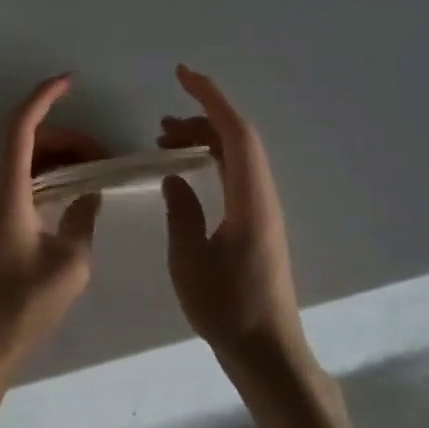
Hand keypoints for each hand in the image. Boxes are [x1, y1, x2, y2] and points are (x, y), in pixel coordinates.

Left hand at [0, 76, 101, 373]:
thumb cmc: (23, 304)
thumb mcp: (70, 263)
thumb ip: (82, 220)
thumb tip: (89, 196)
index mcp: (9, 190)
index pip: (22, 127)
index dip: (43, 98)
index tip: (69, 82)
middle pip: (23, 139)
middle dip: (63, 133)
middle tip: (102, 152)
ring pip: (21, 159)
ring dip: (55, 154)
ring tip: (93, 169)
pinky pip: (20, 179)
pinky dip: (46, 173)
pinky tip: (72, 192)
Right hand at [159, 65, 306, 370]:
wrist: (268, 352)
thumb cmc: (227, 309)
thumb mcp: (189, 260)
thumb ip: (181, 213)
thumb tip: (174, 178)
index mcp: (249, 199)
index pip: (235, 132)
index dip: (210, 97)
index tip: (182, 75)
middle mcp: (262, 196)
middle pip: (238, 138)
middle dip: (201, 118)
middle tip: (159, 126)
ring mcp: (263, 210)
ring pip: (237, 156)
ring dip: (204, 141)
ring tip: (165, 144)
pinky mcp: (258, 224)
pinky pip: (235, 175)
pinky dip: (211, 161)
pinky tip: (187, 174)